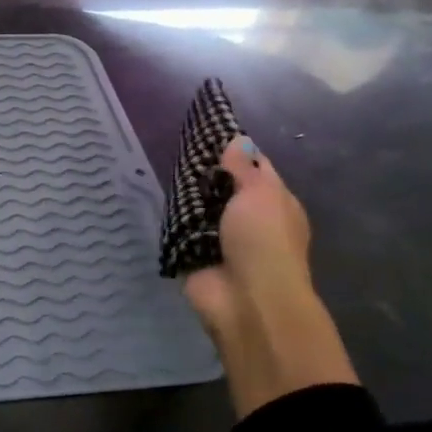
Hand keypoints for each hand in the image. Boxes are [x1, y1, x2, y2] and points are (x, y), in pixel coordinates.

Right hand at [181, 137, 313, 338]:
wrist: (247, 301)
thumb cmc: (263, 241)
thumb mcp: (259, 194)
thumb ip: (243, 167)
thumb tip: (238, 139)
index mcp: (275, 203)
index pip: (255, 167)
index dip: (234, 150)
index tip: (207, 130)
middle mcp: (250, 219)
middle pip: (223, 186)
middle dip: (204, 171)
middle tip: (177, 146)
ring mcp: (221, 238)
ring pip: (199, 206)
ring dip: (186, 194)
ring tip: (162, 166)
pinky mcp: (195, 253)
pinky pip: (180, 228)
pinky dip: (171, 218)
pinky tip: (156, 198)